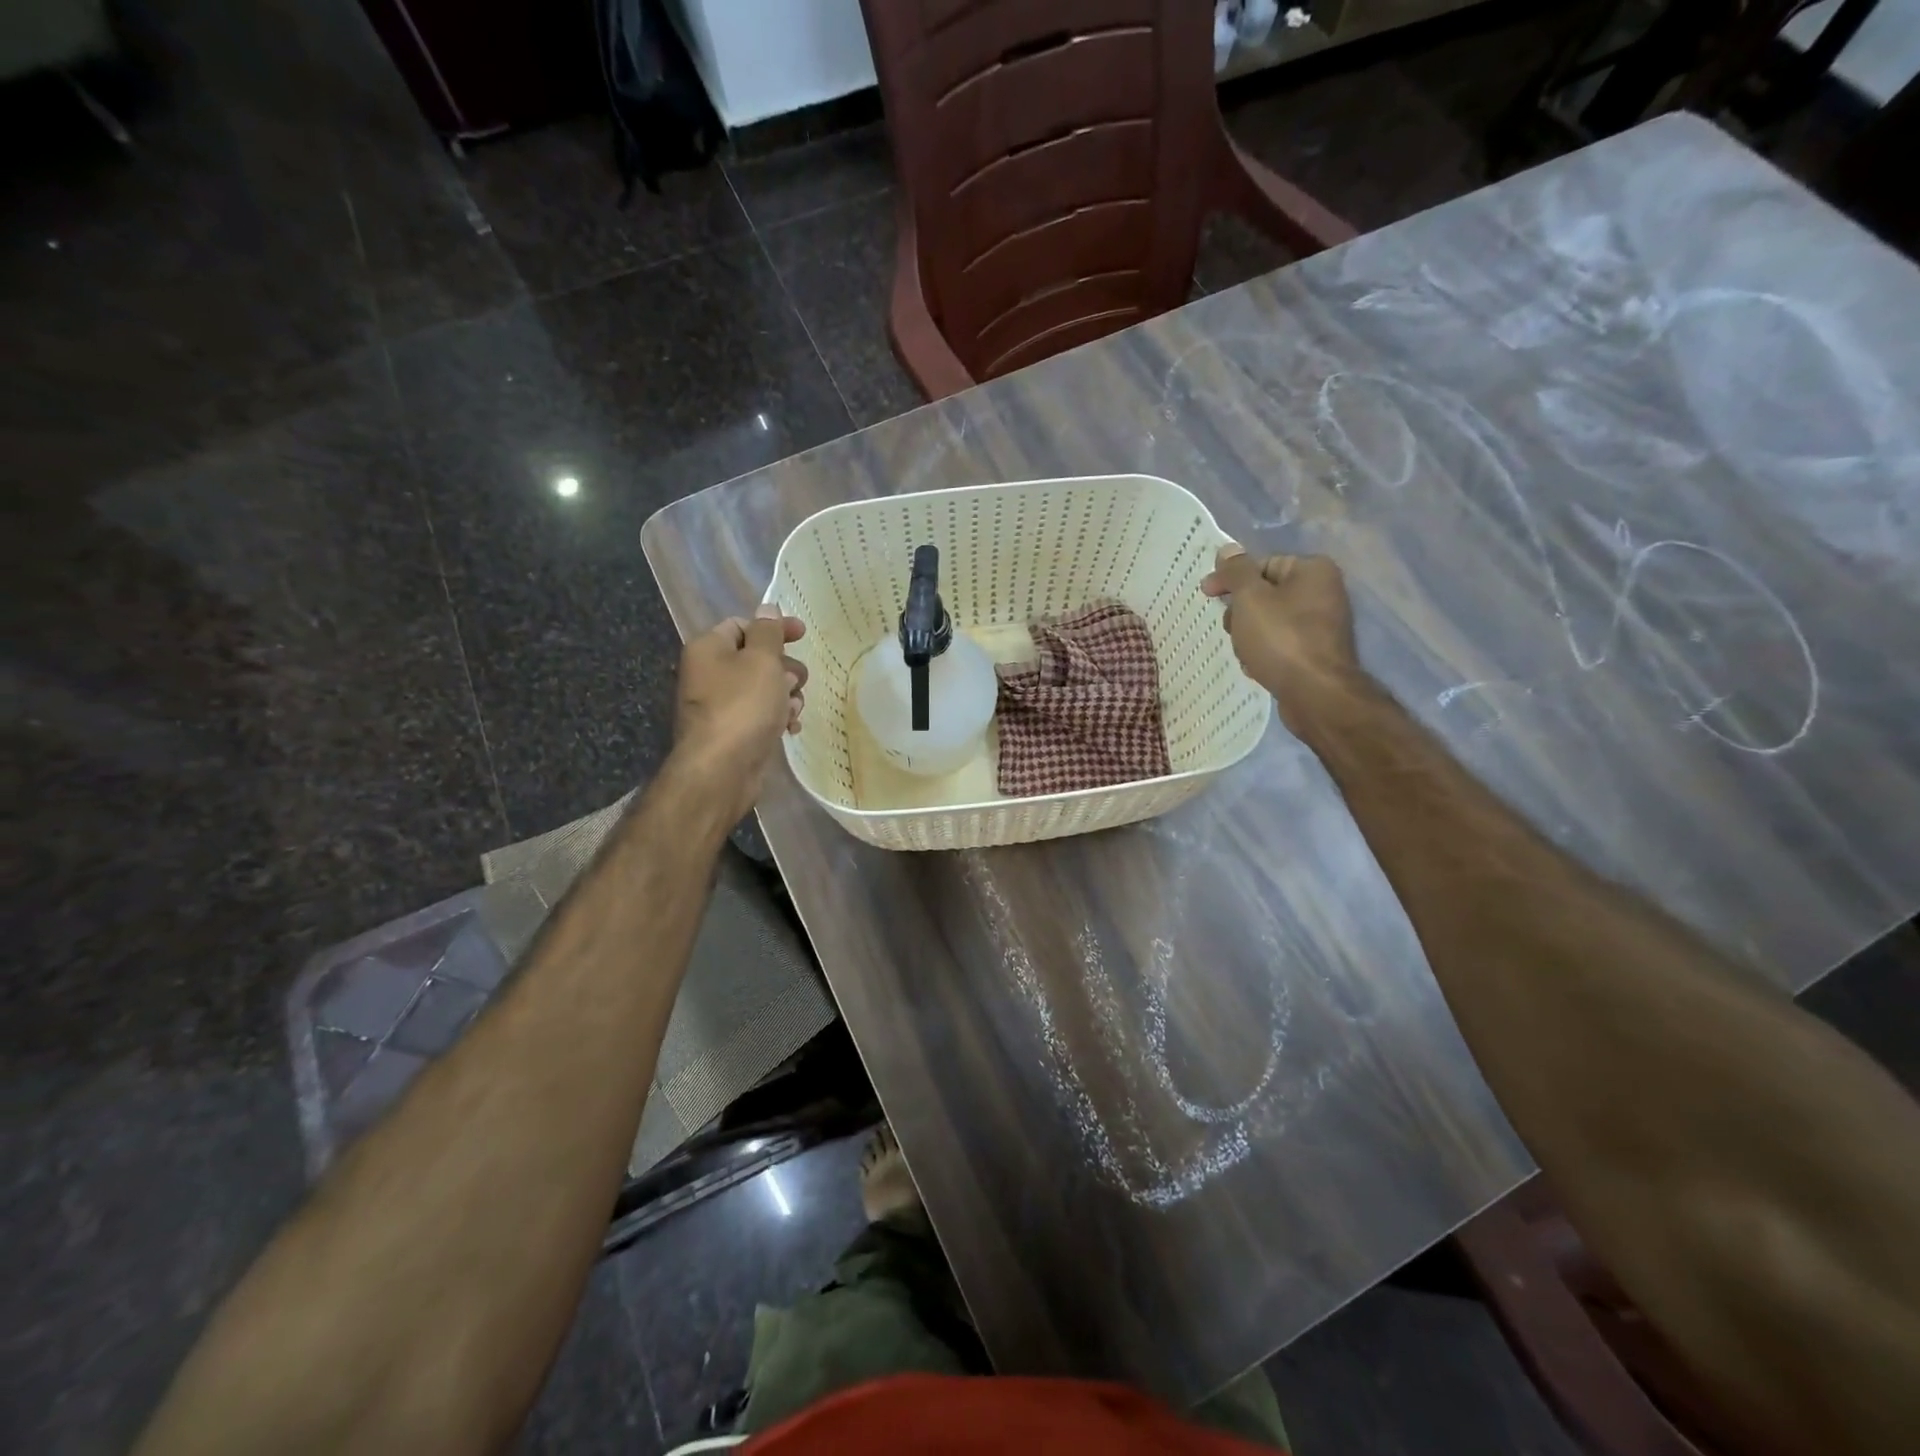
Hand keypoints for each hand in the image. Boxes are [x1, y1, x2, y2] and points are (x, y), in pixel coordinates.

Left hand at [671, 606, 806, 821]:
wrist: (722, 769)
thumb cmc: (743, 706)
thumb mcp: (762, 660)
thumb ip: (768, 631)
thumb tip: (767, 608)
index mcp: (709, 648)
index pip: (743, 625)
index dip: (774, 628)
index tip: (803, 634)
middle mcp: (708, 674)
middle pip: (755, 658)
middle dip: (784, 667)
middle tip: (799, 680)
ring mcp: (718, 706)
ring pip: (761, 689)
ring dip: (785, 694)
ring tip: (795, 708)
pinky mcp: (731, 732)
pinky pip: (759, 715)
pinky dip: (777, 717)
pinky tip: (791, 728)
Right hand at [1201, 545, 1361, 731]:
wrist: (1315, 694)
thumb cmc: (1281, 638)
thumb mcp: (1250, 598)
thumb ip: (1236, 571)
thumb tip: (1227, 549)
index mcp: (1312, 570)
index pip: (1261, 564)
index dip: (1231, 579)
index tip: (1207, 594)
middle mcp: (1323, 592)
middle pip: (1264, 594)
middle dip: (1241, 613)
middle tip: (1233, 630)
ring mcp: (1322, 625)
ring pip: (1268, 621)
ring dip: (1248, 636)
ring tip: (1246, 653)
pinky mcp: (1315, 653)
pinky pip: (1280, 644)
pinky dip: (1264, 653)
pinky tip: (1257, 667)